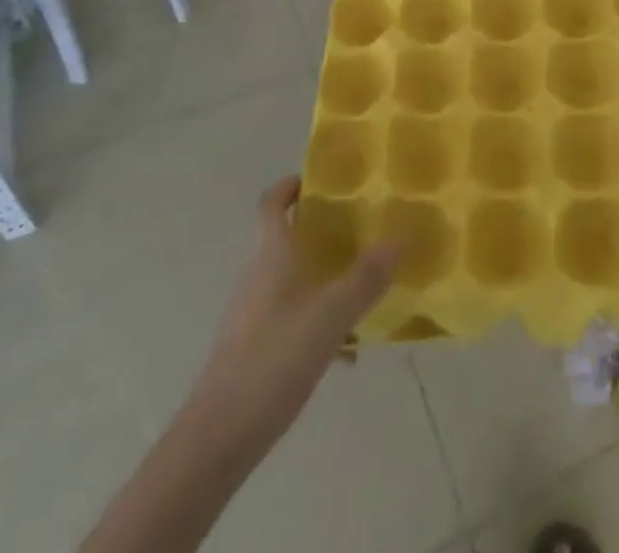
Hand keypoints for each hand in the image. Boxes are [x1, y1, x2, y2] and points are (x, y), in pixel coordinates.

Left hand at [186, 177, 396, 448]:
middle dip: (322, 232)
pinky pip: (291, 317)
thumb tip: (399, 237)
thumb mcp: (331, 315)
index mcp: (271, 254)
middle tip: (361, 232)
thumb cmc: (274, 358)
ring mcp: (252, 312)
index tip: (322, 182)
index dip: (291, 185)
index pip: (271, 202)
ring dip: (324, 279)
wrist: (219, 436)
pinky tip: (345, 353)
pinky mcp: (252, 346)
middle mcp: (258, 274)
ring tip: (362, 292)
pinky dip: (317, 321)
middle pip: (286, 238)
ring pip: (293, 279)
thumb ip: (366, 277)